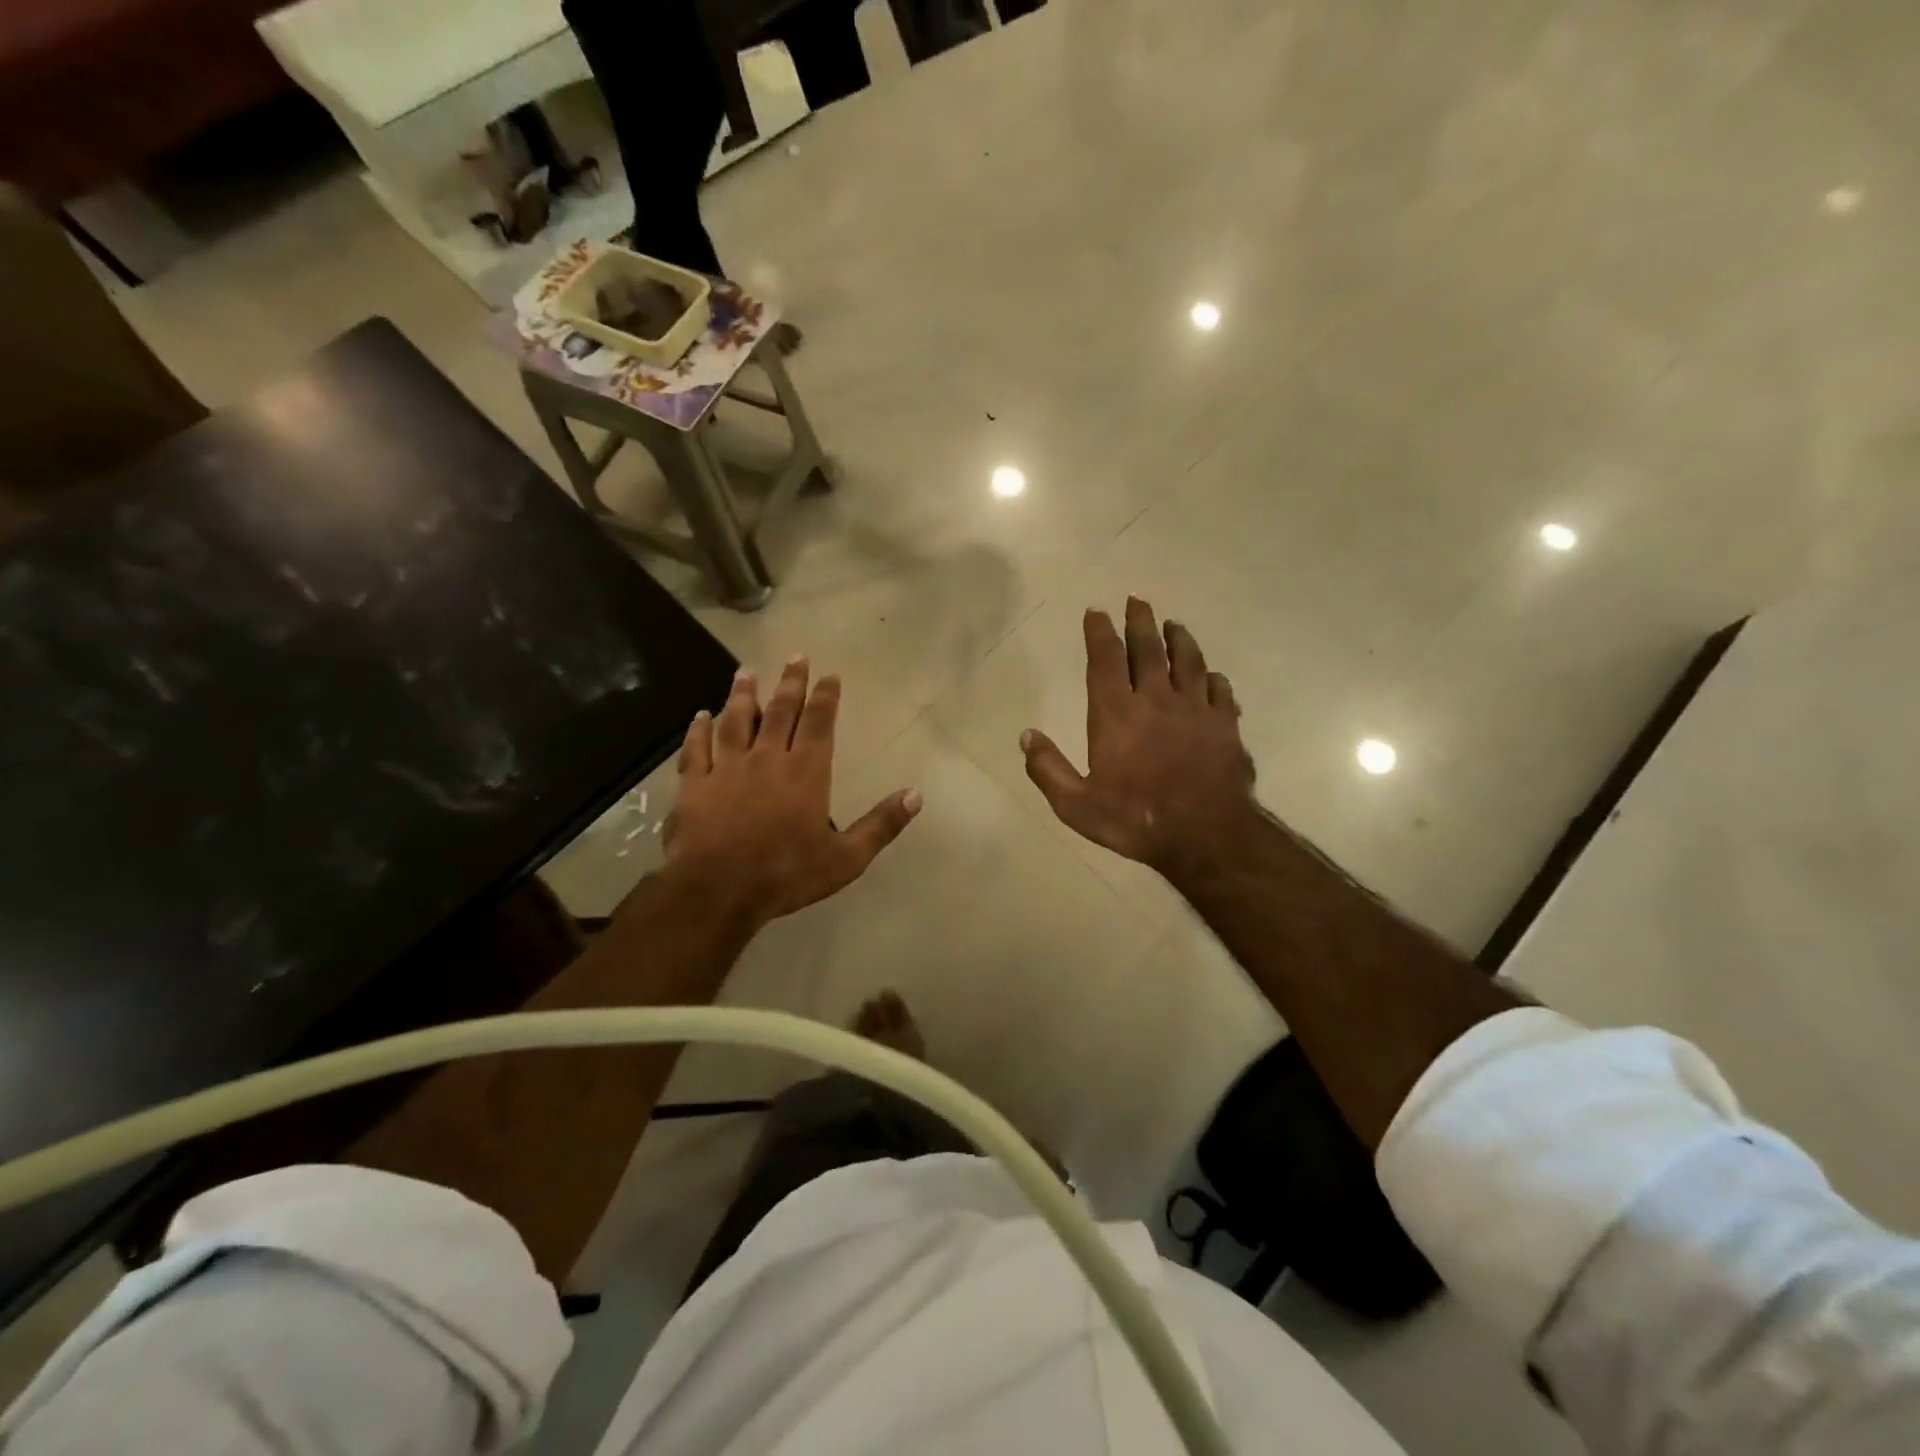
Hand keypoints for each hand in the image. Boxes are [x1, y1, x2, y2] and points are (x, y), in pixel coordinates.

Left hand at [667, 659, 920, 923]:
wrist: (717, 891)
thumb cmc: (786, 874)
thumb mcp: (846, 858)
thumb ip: (881, 824)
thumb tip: (916, 795)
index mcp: (806, 772)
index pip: (819, 723)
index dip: (825, 697)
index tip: (829, 674)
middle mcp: (767, 759)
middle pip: (780, 712)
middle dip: (790, 683)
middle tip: (795, 657)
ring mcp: (726, 769)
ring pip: (735, 721)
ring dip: (742, 696)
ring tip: (746, 673)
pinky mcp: (694, 784)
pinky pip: (696, 749)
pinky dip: (697, 730)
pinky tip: (698, 716)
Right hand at [1022, 598, 1257, 883]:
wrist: (1206, 836)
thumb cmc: (1135, 819)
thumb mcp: (1076, 805)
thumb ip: (1048, 769)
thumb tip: (1026, 736)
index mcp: (1116, 714)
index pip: (1105, 660)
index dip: (1099, 633)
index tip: (1096, 611)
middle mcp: (1156, 700)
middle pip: (1149, 649)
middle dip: (1141, 622)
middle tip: (1137, 600)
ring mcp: (1195, 709)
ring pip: (1189, 661)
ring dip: (1179, 640)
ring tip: (1174, 625)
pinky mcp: (1225, 725)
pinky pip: (1220, 691)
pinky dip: (1213, 678)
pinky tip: (1212, 676)